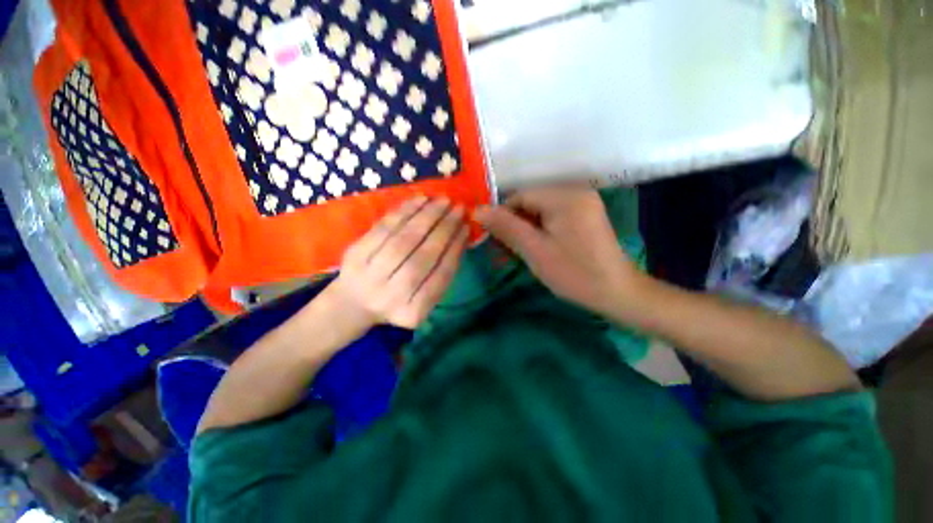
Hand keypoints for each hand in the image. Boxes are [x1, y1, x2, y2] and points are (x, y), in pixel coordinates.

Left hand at [332, 196, 468, 328]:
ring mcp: (370, 275)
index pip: (441, 276)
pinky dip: (404, 212)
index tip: (466, 228)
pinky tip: (420, 200)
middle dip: (444, 229)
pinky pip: (384, 228)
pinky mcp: (355, 255)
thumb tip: (460, 237)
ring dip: (427, 216)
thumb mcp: (422, 299)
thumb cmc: (396, 301)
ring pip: (404, 239)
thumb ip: (441, 275)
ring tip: (443, 201)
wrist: (352, 304)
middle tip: (459, 209)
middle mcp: (391, 296)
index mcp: (413, 311)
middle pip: (423, 257)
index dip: (455, 248)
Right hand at [475, 186, 641, 315]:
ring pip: (539, 211)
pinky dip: (539, 231)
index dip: (502, 216)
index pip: (519, 196)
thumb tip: (477, 210)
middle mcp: (574, 191)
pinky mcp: (584, 215)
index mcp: (564, 196)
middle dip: (514, 225)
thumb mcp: (534, 250)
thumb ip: (506, 227)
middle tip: (504, 250)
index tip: (493, 239)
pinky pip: (552, 217)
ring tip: (518, 252)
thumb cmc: (573, 273)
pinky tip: (536, 248)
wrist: (617, 292)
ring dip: (525, 230)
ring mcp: (582, 203)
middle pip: (530, 202)